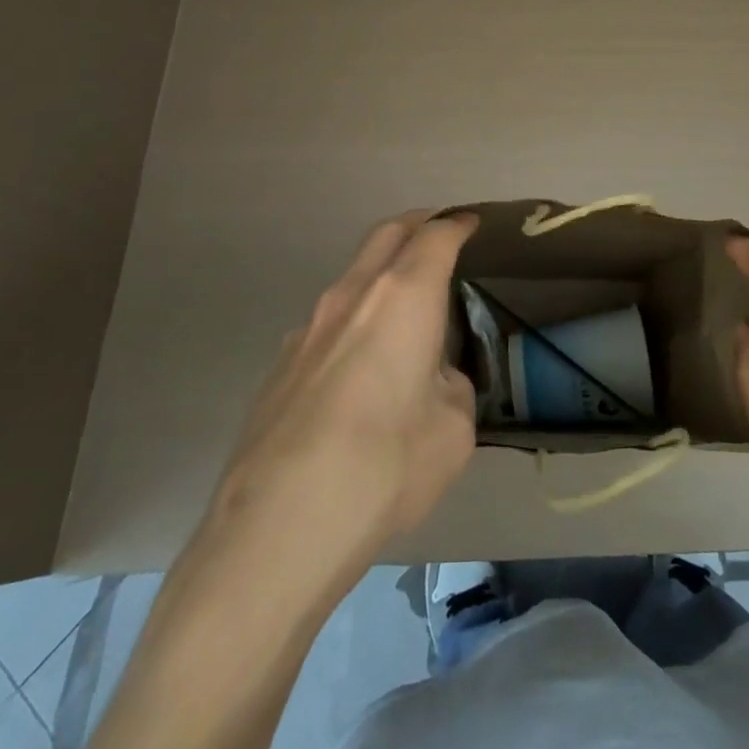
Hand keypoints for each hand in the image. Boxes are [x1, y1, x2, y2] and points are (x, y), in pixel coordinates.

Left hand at [205, 211, 478, 577]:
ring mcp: (308, 328)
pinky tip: (358, 368)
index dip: (457, 225)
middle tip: (437, 230)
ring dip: (380, 274)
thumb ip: (450, 388)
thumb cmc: (386, 465)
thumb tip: (432, 382)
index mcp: (403, 297)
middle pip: (386, 235)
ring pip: (352, 277)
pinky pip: (327, 324)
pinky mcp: (279, 365)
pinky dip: (353, 321)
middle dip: (415, 224)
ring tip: (402, 307)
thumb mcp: (453, 429)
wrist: (278, 526)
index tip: (470, 222)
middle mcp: (352, 296)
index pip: (435, 237)